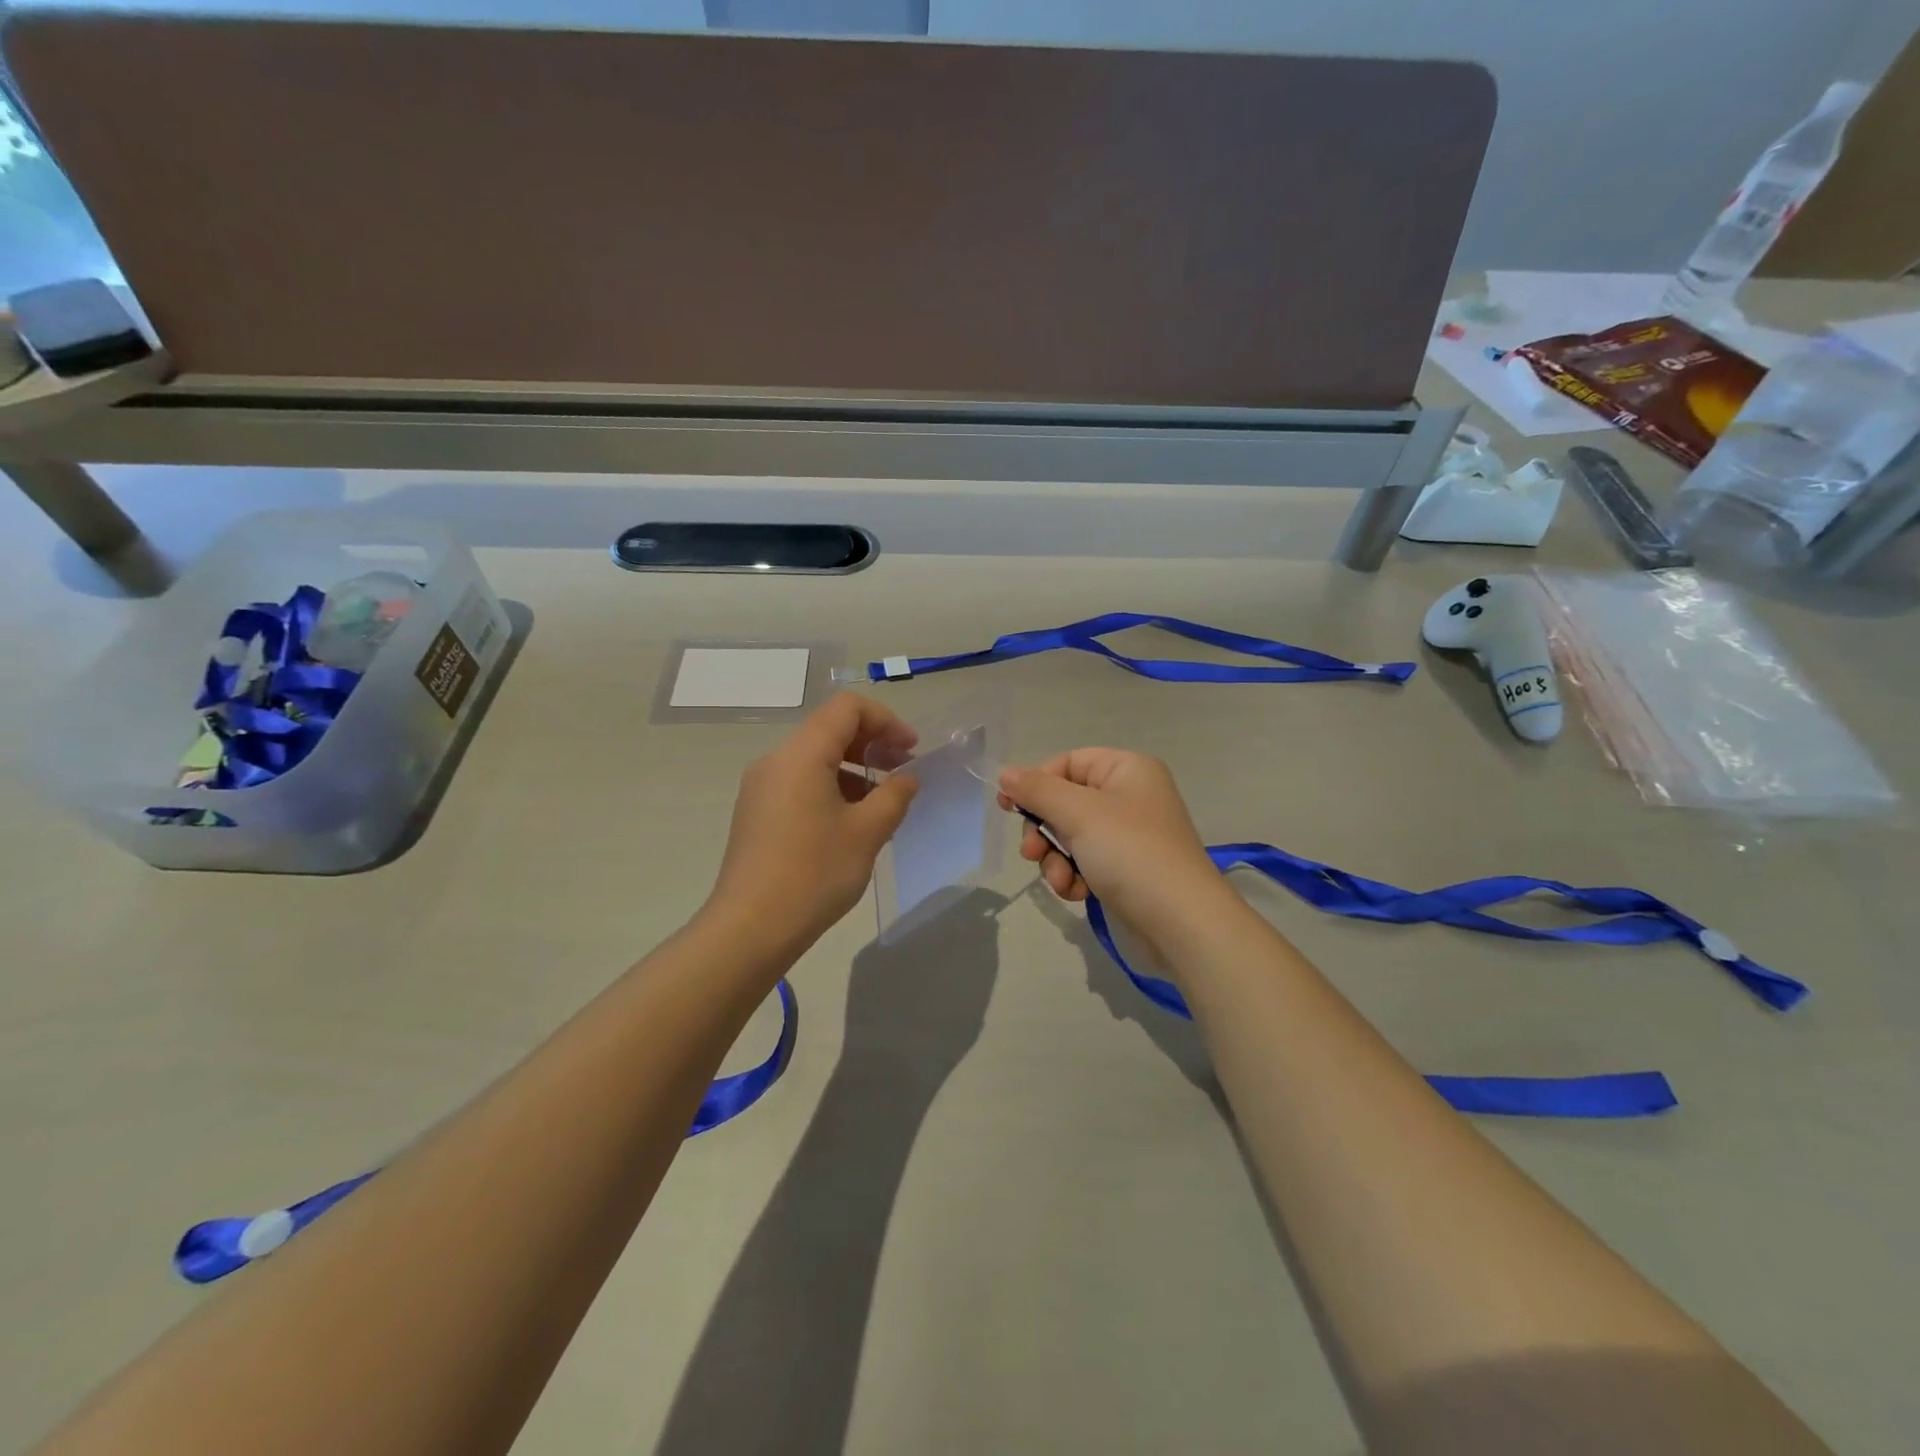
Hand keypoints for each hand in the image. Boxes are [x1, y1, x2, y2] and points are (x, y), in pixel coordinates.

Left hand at [706, 694, 919, 953]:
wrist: (750, 927)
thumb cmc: (814, 873)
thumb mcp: (867, 832)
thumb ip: (895, 796)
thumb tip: (907, 778)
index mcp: (801, 754)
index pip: (847, 709)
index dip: (886, 721)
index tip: (911, 751)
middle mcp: (776, 760)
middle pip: (829, 729)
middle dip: (872, 744)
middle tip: (903, 773)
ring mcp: (762, 787)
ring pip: (815, 758)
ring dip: (854, 769)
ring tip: (882, 804)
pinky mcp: (757, 812)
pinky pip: (800, 782)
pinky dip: (832, 788)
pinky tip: (852, 823)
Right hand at [997, 749, 1223, 934]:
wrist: (1180, 924)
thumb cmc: (1130, 853)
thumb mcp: (1079, 813)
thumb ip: (1038, 790)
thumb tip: (1006, 774)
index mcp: (1127, 770)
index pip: (1068, 762)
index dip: (1037, 783)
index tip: (1008, 808)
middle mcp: (1129, 797)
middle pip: (1065, 802)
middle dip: (1044, 831)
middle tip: (1033, 852)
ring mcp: (1128, 836)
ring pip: (1069, 837)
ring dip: (1055, 860)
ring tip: (1061, 880)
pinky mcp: (1125, 871)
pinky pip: (1084, 863)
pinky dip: (1073, 877)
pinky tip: (1077, 893)